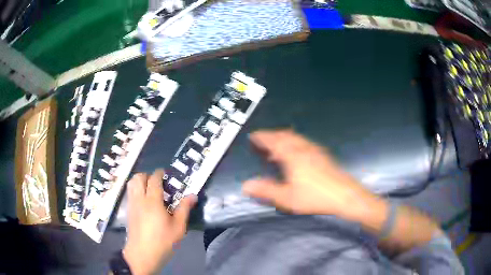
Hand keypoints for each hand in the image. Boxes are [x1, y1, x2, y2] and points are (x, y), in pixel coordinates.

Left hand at [123, 169, 196, 274]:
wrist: (142, 254)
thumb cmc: (163, 241)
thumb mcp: (178, 227)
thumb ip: (184, 209)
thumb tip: (192, 195)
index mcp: (153, 202)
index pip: (154, 180)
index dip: (159, 173)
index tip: (165, 173)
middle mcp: (139, 199)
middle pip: (138, 178)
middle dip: (147, 175)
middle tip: (157, 182)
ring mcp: (132, 205)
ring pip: (131, 184)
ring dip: (139, 181)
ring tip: (149, 189)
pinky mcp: (128, 211)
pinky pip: (129, 193)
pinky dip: (135, 189)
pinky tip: (143, 200)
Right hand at [242, 130, 375, 218]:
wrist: (344, 195)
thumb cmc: (315, 197)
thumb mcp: (287, 198)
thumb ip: (266, 190)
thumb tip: (246, 185)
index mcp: (292, 156)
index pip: (273, 141)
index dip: (262, 137)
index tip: (254, 135)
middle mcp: (303, 148)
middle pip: (285, 135)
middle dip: (272, 135)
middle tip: (263, 139)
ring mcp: (315, 150)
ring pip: (296, 138)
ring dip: (284, 138)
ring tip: (278, 145)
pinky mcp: (323, 155)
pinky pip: (304, 142)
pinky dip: (295, 143)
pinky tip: (297, 152)